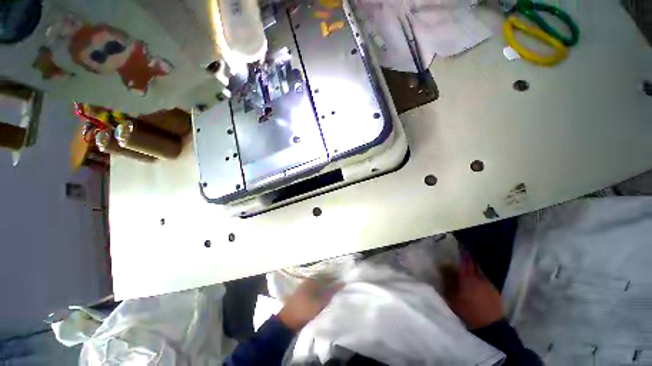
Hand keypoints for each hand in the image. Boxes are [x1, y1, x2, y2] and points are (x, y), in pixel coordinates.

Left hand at [278, 278, 342, 330]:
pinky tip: (322, 292)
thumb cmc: (305, 310)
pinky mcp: (301, 292)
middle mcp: (308, 280)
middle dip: (330, 279)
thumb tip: (342, 283)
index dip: (334, 278)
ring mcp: (304, 286)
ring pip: (317, 281)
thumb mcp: (321, 302)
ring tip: (332, 288)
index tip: (342, 280)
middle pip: (321, 277)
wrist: (288, 321)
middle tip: (338, 284)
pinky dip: (320, 287)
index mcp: (313, 280)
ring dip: (325, 283)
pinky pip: (313, 286)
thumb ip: (331, 292)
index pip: (326, 275)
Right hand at [445, 253, 503, 329]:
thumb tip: (443, 266)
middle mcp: (480, 278)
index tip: (459, 245)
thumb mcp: (452, 296)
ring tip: (467, 268)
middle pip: (474, 264)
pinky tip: (476, 282)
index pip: (466, 260)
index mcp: (468, 277)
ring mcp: (489, 285)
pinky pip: (485, 280)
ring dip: (474, 268)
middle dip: (468, 259)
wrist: (489, 327)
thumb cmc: (467, 311)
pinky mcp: (495, 292)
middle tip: (462, 254)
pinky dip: (479, 277)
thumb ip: (448, 280)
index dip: (462, 252)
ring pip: (480, 272)